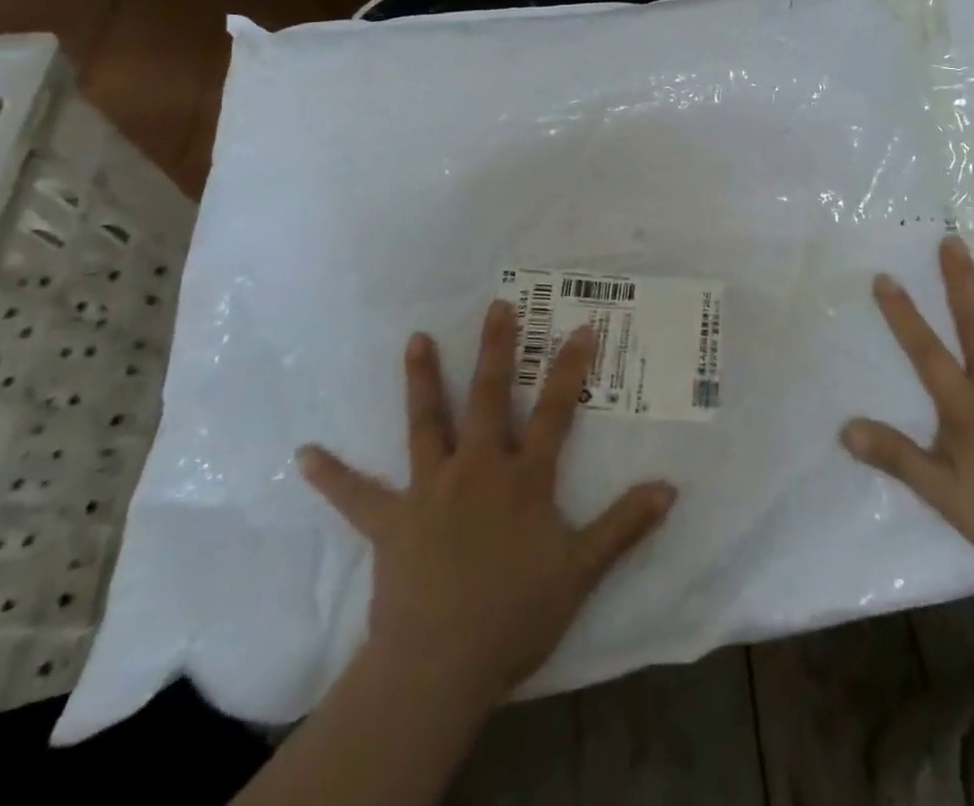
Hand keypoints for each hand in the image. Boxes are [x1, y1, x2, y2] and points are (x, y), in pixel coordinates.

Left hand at [298, 301, 677, 700]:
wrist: (440, 666)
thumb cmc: (515, 615)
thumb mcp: (581, 571)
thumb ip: (624, 526)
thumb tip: (670, 489)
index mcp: (523, 478)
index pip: (554, 411)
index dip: (569, 368)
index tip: (581, 327)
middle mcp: (476, 469)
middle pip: (488, 398)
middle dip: (495, 350)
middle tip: (497, 306)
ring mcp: (430, 490)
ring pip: (426, 424)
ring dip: (421, 380)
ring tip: (415, 339)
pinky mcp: (390, 521)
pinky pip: (357, 495)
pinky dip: (331, 475)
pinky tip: (303, 453)